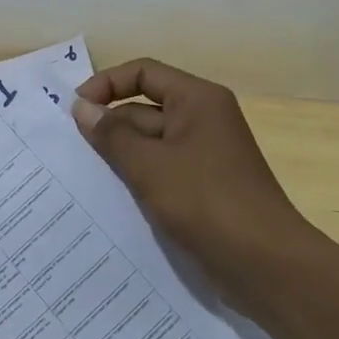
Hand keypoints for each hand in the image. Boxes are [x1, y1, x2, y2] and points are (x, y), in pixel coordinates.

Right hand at [71, 58, 302, 305]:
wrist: (267, 266)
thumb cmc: (207, 203)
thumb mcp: (150, 165)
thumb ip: (112, 134)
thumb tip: (82, 107)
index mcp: (197, 100)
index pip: (143, 73)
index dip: (106, 84)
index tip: (75, 111)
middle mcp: (203, 120)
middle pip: (145, 108)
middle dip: (109, 126)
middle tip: (71, 152)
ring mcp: (205, 156)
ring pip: (151, 144)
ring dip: (120, 156)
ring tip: (82, 176)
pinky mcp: (204, 188)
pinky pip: (162, 171)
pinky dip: (138, 179)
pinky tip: (111, 199)